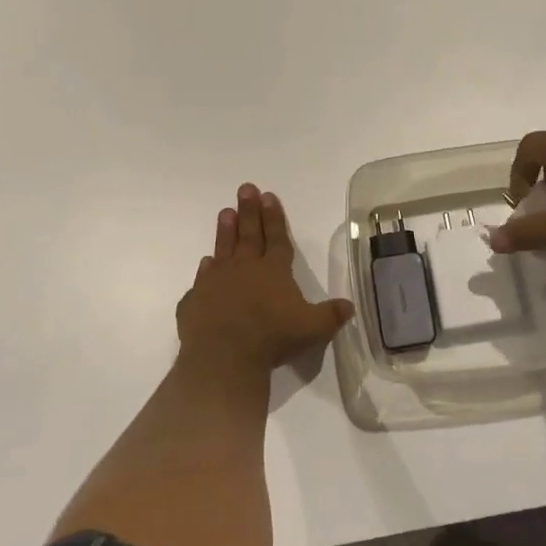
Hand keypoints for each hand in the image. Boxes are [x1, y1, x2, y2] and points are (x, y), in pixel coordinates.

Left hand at [175, 183, 352, 379]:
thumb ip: (331, 315)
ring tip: (225, 212)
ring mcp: (216, 282)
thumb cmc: (271, 338)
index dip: (274, 217)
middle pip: (249, 234)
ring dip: (225, 230)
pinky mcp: (195, 300)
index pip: (277, 238)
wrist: (223, 357)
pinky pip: (201, 281)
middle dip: (249, 210)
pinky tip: (206, 263)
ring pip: (223, 249)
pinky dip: (205, 271)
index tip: (269, 195)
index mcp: (273, 270)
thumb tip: (350, 306)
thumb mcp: (312, 328)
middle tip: (245, 188)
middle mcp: (244, 268)